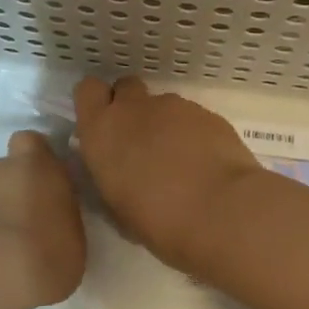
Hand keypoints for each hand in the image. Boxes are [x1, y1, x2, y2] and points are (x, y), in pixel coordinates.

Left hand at [0, 131, 86, 308]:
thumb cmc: (48, 249)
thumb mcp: (74, 232)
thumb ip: (61, 211)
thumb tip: (53, 211)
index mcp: (35, 163)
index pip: (31, 142)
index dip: (36, 159)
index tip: (46, 180)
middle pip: (5, 170)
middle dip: (14, 189)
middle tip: (29, 221)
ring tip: (6, 246)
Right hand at [74, 76, 258, 273]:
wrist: (221, 212)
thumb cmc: (158, 221)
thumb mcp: (118, 208)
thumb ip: (112, 178)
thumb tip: (118, 174)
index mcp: (102, 131)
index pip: (87, 90)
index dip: (97, 103)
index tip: (105, 125)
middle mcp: (134, 109)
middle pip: (125, 87)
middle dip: (130, 107)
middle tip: (140, 140)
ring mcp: (174, 107)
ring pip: (161, 105)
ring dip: (164, 125)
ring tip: (180, 162)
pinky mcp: (207, 113)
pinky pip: (192, 117)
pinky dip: (193, 134)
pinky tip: (205, 164)